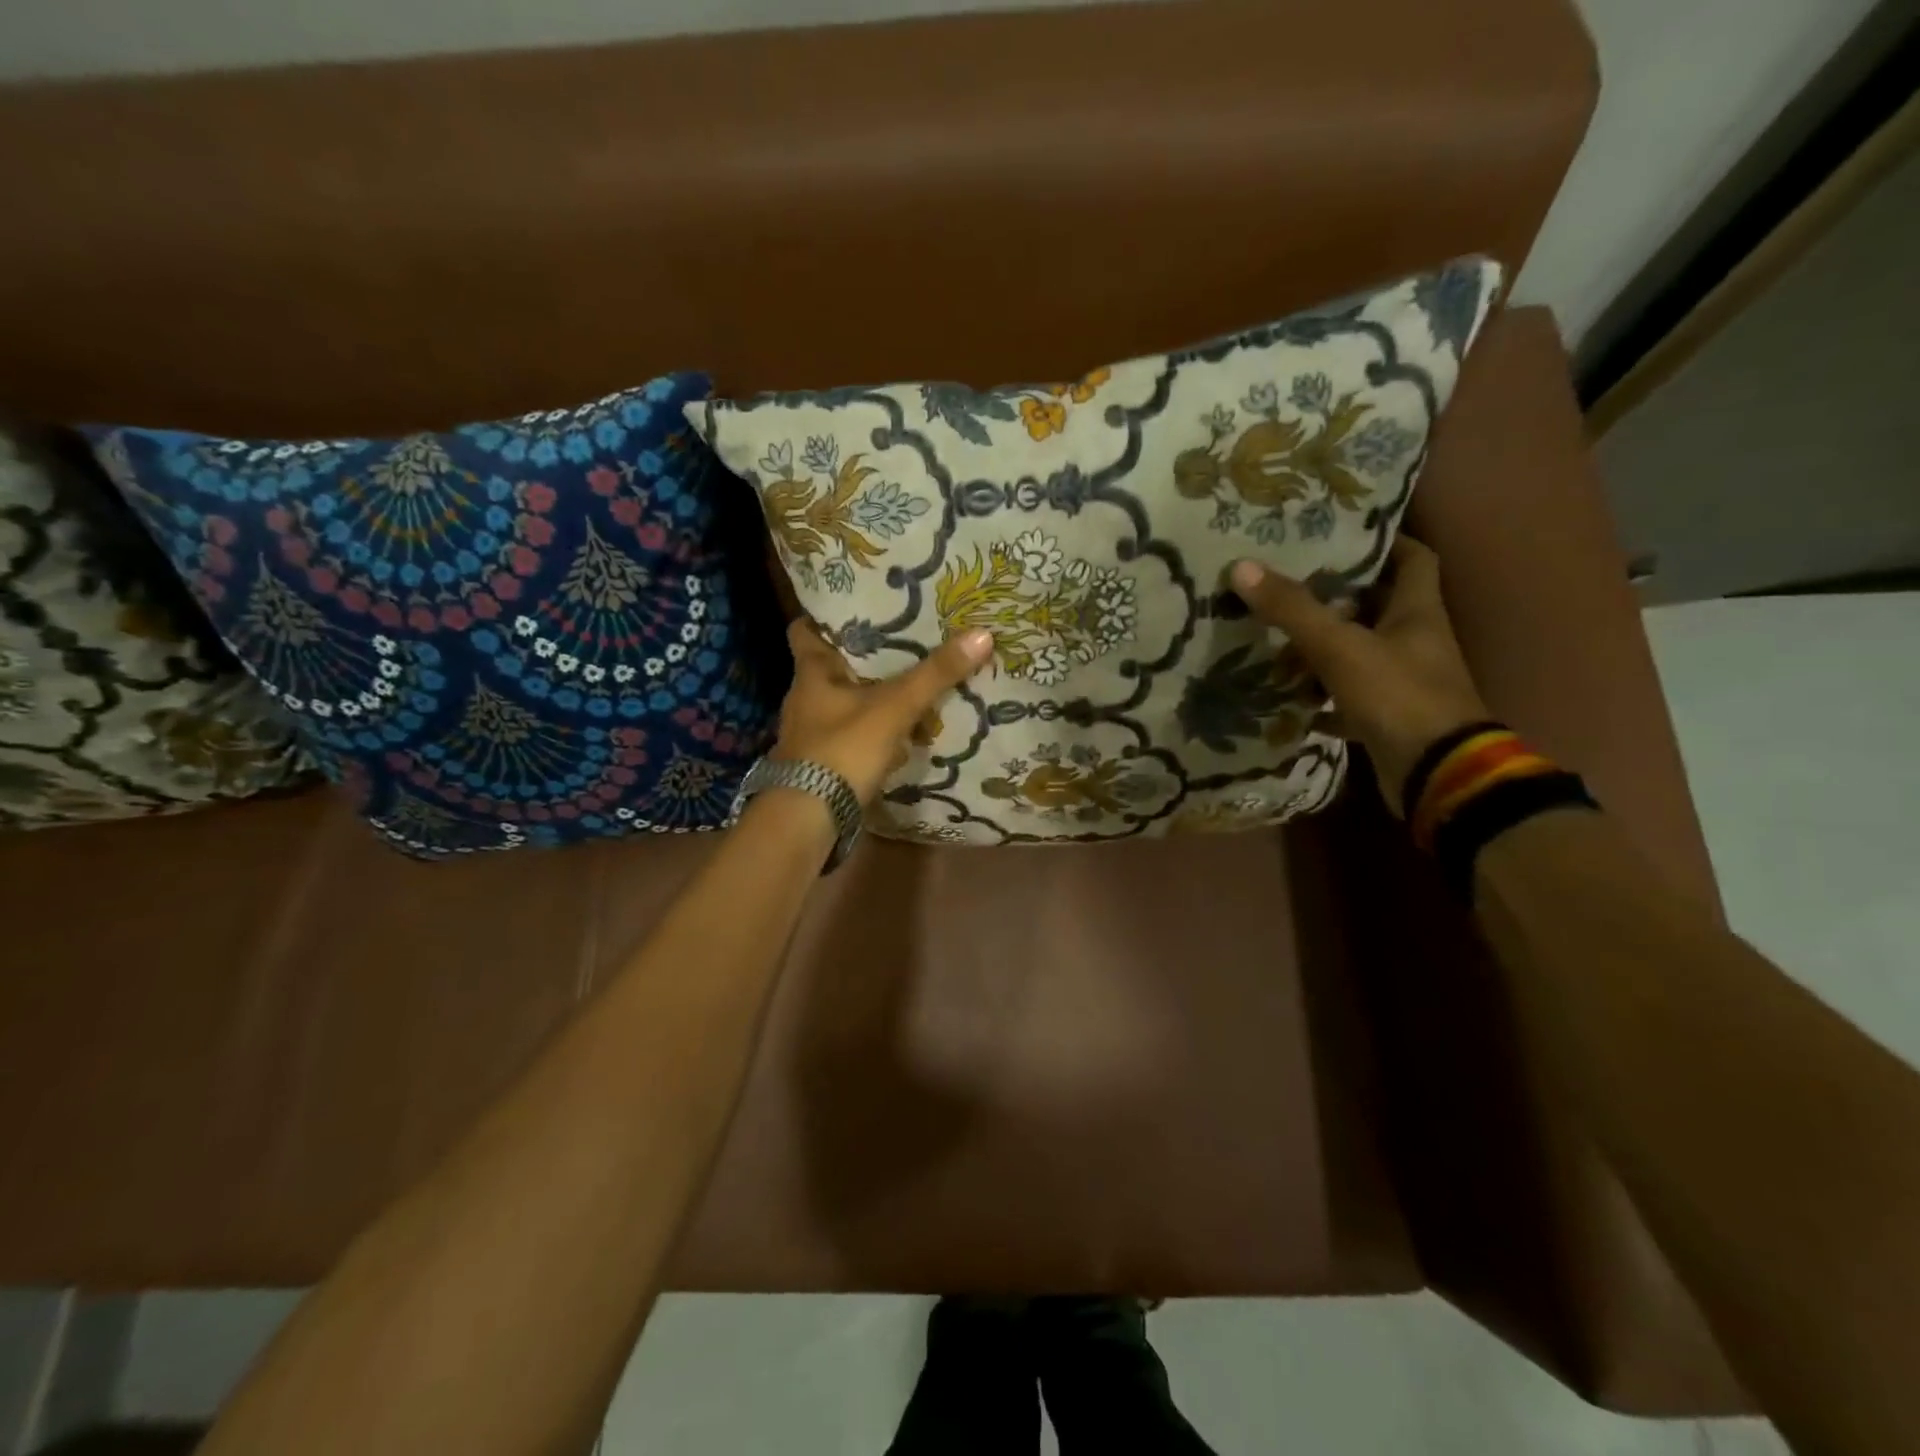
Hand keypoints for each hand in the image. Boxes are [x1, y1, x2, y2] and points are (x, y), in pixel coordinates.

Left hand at [771, 619, 994, 805]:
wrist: (809, 818)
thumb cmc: (843, 749)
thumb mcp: (894, 707)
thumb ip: (935, 674)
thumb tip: (981, 633)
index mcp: (811, 674)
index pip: (805, 631)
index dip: (827, 617)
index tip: (857, 606)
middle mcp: (804, 699)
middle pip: (831, 667)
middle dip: (863, 657)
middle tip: (901, 639)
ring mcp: (811, 734)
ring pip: (844, 703)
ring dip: (870, 696)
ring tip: (908, 683)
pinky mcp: (822, 763)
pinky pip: (851, 735)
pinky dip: (872, 731)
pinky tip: (900, 733)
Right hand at [1230, 538, 1489, 815]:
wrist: (1435, 773)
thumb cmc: (1397, 695)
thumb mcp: (1339, 646)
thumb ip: (1292, 609)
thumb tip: (1241, 566)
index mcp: (1417, 612)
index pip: (1413, 559)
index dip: (1385, 542)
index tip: (1343, 535)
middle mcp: (1415, 642)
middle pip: (1378, 607)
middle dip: (1336, 597)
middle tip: (1289, 587)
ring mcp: (1403, 683)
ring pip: (1359, 654)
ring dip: (1322, 650)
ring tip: (1276, 644)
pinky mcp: (1388, 719)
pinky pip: (1349, 700)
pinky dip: (1322, 699)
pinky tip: (1290, 699)